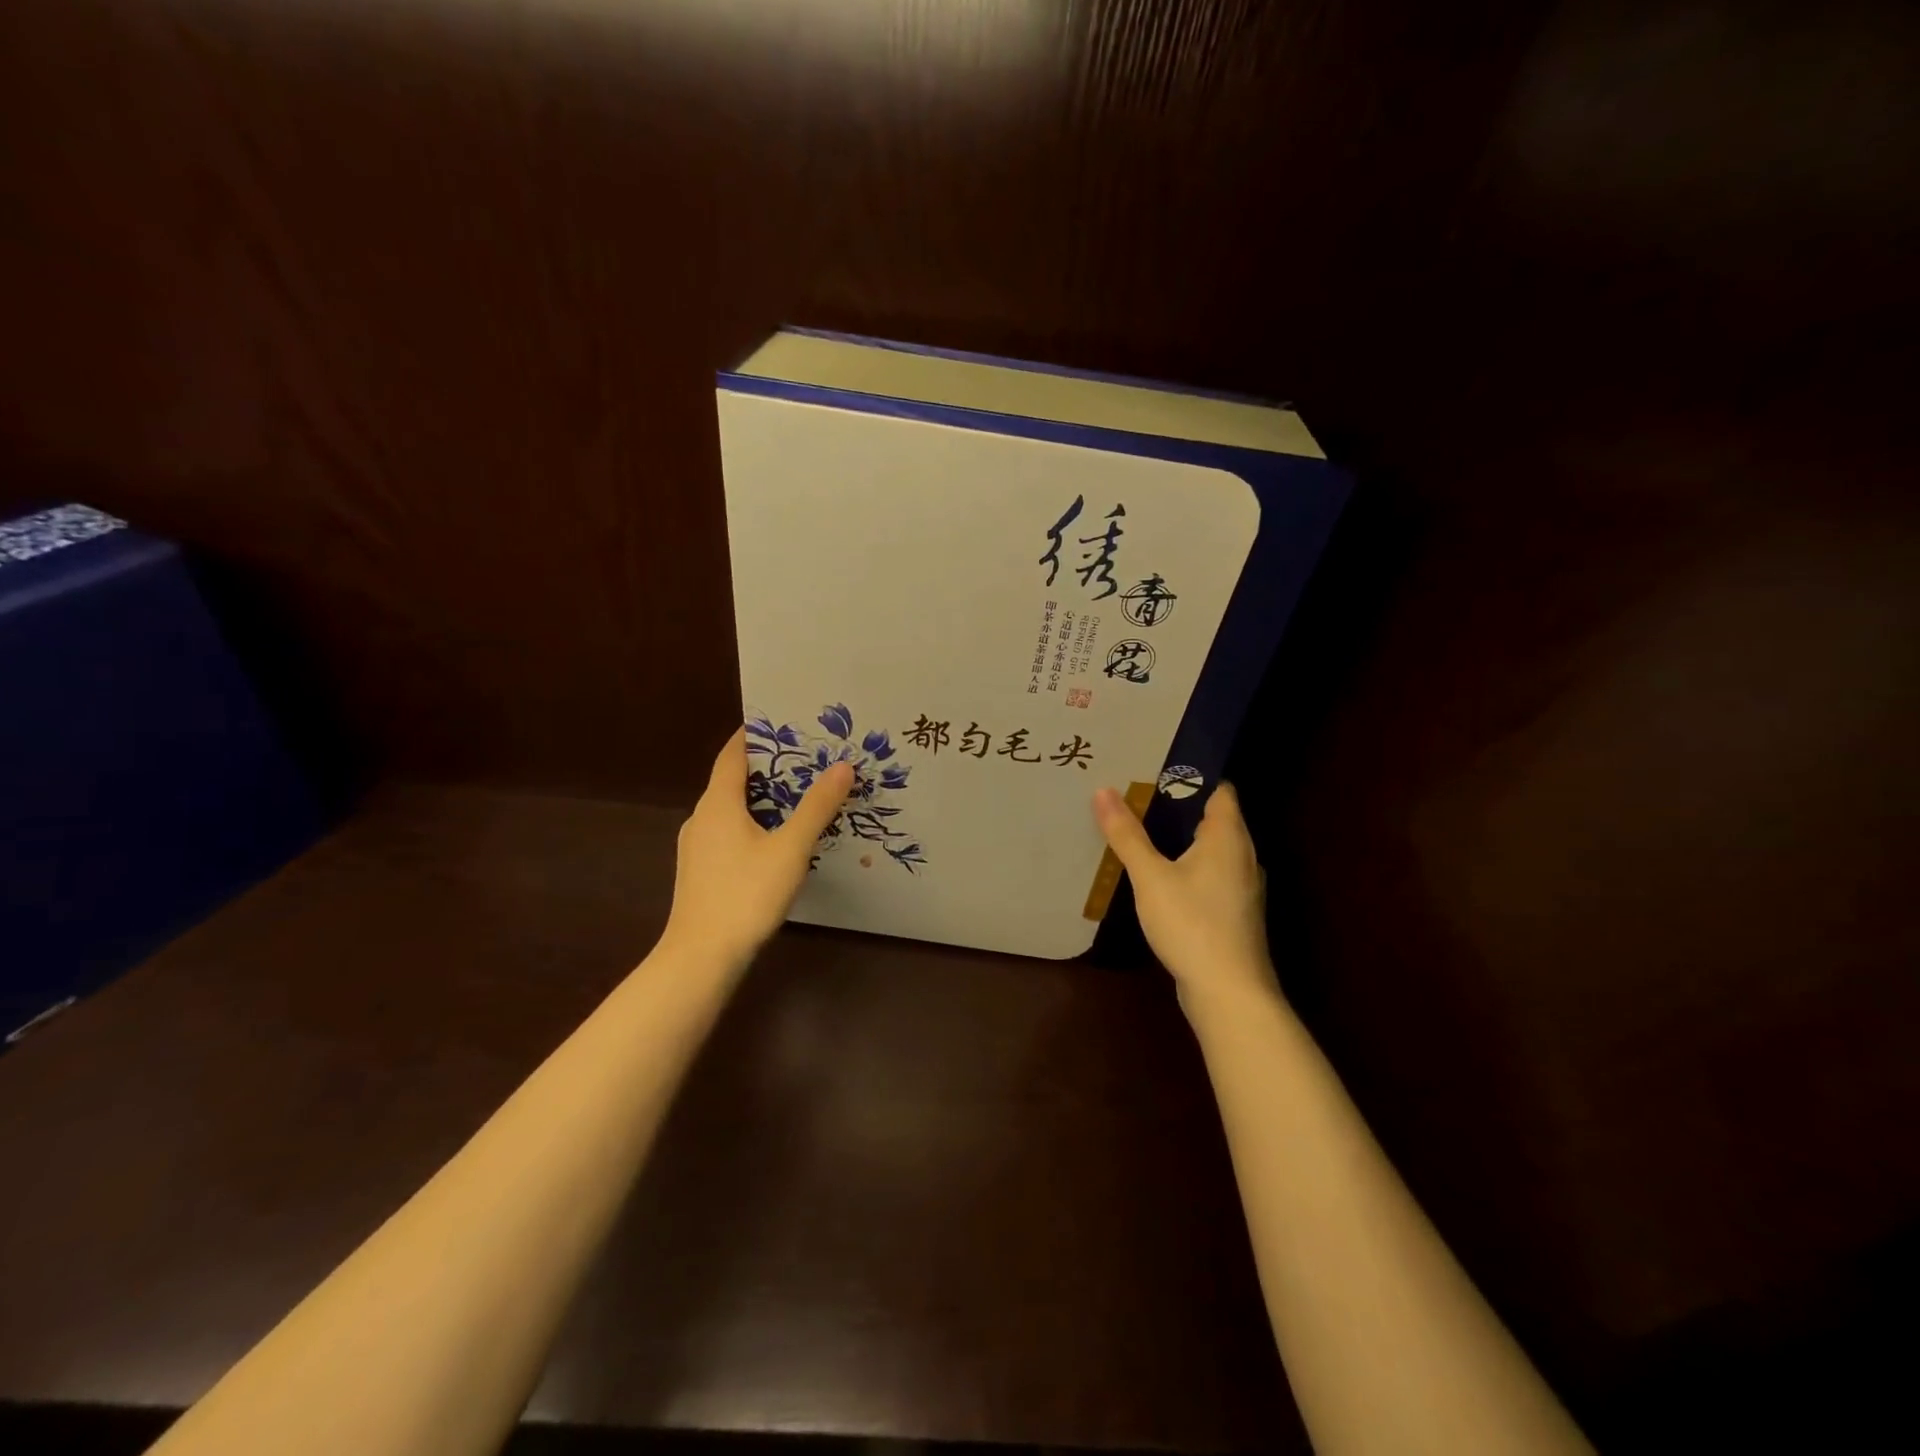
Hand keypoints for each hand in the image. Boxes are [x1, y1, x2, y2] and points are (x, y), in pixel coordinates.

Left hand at [662, 727, 853, 972]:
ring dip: (762, 798)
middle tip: (807, 758)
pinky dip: (753, 823)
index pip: (733, 754)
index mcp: (718, 803)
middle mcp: (702, 817)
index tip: (784, 721)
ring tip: (800, 795)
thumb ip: (816, 807)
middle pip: (733, 779)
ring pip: (731, 809)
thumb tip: (842, 766)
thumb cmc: (745, 894)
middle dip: (768, 766)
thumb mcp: (790, 849)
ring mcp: (698, 846)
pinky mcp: (701, 871)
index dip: (755, 735)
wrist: (701, 957)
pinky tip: (778, 839)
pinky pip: (729, 832)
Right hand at [1093, 783, 1278, 1008]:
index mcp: (1229, 837)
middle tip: (1137, 795)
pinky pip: (1211, 875)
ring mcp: (1243, 887)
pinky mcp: (1235, 912)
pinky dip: (1189, 867)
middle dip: (1179, 806)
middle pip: (1215, 818)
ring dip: (1183, 839)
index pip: (1219, 790)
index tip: (1154, 768)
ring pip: (1213, 850)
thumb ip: (1127, 834)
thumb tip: (1103, 790)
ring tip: (1143, 830)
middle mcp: (1243, 856)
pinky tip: (1160, 877)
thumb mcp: (1150, 876)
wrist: (1229, 993)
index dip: (1190, 775)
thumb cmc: (1192, 924)